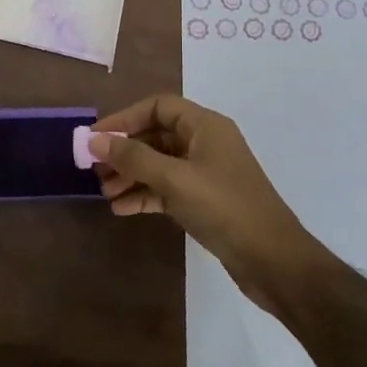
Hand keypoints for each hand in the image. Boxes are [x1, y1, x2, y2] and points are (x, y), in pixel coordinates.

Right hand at [89, 94, 331, 306]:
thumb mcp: (174, 179)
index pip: (158, 107)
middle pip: (156, 135)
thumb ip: (133, 158)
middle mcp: (206, 143)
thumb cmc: (224, 208)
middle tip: (94, 168)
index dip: (125, 118)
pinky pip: (167, 188)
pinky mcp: (205, 201)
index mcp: (205, 126)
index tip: (96, 137)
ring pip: (159, 164)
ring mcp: (206, 173)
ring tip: (105, 193)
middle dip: (124, 151)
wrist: (273, 260)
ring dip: (131, 175)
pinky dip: (145, 195)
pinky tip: (122, 209)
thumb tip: (94, 140)